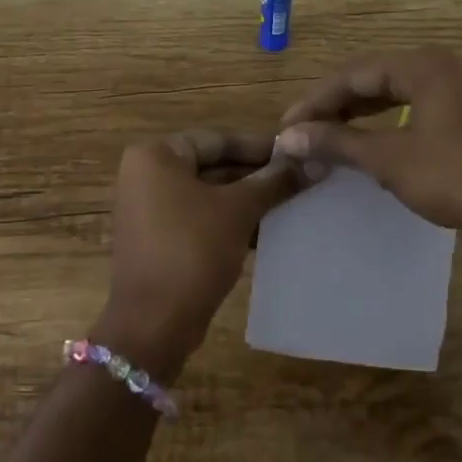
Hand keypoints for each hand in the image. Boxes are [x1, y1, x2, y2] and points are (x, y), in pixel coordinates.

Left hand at [99, 131, 303, 379]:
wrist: (154, 322)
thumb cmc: (192, 250)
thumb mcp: (239, 210)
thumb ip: (275, 181)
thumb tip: (316, 162)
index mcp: (156, 156)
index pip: (218, 139)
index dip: (261, 147)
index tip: (300, 154)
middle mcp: (146, 175)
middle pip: (213, 165)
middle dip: (257, 175)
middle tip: (302, 179)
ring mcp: (149, 209)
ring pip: (210, 195)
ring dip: (249, 200)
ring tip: (294, 203)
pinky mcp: (159, 239)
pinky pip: (201, 219)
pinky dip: (231, 222)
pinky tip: (269, 230)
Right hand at [276, 47, 461, 287]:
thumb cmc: (456, 178)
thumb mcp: (389, 160)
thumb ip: (338, 142)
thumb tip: (287, 138)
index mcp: (422, 66)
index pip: (352, 74)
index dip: (314, 101)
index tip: (286, 128)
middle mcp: (442, 68)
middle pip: (373, 79)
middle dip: (334, 106)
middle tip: (303, 133)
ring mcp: (461, 91)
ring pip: (395, 94)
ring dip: (359, 115)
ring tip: (328, 138)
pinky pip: (416, 109)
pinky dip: (386, 124)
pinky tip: (371, 144)